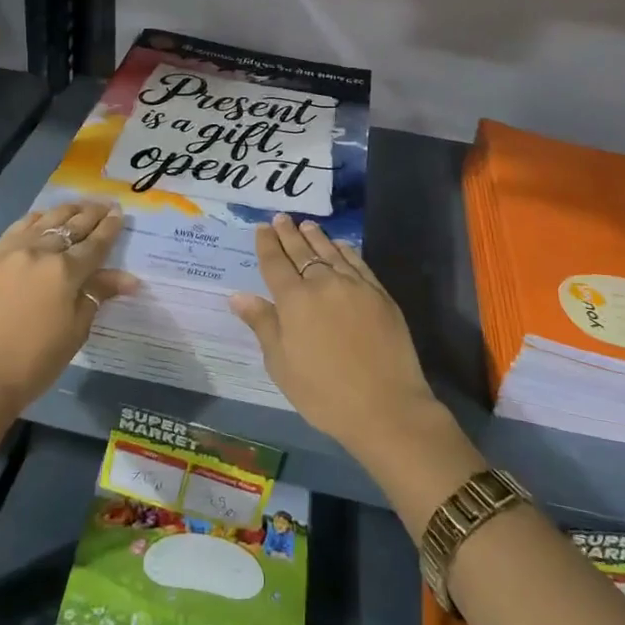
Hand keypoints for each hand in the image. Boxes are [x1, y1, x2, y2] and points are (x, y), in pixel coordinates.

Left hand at [0, 200, 137, 420]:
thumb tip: (129, 279)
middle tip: (106, 205)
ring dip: (65, 212)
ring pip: (44, 221)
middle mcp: (39, 252)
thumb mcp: (75, 331)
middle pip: (71, 226)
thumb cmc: (34, 362)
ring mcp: (10, 252)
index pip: (95, 243)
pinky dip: (35, 220)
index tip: (121, 213)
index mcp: (65, 271)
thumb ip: (97, 296)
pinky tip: (41, 219)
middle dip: (92, 214)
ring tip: (78, 207)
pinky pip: (17, 229)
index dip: (110, 228)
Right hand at [229, 214, 443, 463]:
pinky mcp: (380, 294)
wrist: (386, 406)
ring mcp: (355, 286)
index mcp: (294, 300)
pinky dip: (345, 250)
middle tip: (281, 218)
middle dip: (289, 234)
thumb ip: (263, 324)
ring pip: (330, 252)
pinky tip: (340, 245)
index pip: (275, 263)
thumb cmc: (324, 393)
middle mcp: (323, 283)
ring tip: (306, 225)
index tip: (262, 228)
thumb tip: (238, 295)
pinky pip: (357, 263)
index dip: (267, 244)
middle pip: (302, 251)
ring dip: (316, 237)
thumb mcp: (282, 365)